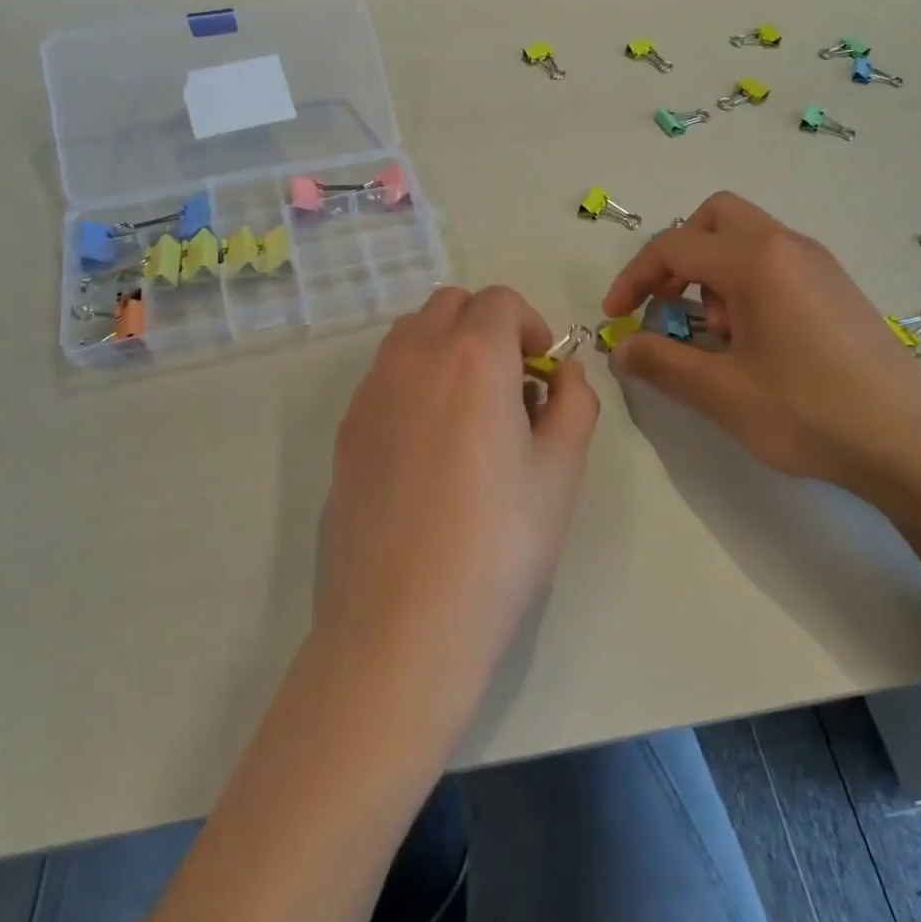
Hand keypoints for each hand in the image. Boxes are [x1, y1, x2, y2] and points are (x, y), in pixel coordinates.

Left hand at [318, 286, 599, 714]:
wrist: (404, 620)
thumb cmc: (499, 543)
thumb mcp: (561, 472)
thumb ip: (574, 404)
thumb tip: (565, 374)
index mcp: (472, 356)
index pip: (501, 301)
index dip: (531, 326)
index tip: (542, 372)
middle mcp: (413, 357)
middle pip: (450, 304)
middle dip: (487, 327)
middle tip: (509, 387)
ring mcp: (370, 391)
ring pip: (411, 334)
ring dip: (446, 348)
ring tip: (468, 413)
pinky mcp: (346, 428)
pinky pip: (384, 375)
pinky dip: (413, 381)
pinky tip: (428, 447)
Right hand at [601, 192, 920, 497]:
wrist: (914, 442)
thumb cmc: (810, 411)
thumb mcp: (722, 393)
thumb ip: (661, 363)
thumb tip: (621, 348)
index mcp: (756, 261)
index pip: (674, 247)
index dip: (633, 279)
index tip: (615, 317)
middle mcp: (788, 246)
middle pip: (715, 219)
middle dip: (679, 257)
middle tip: (670, 306)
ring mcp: (819, 264)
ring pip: (747, 239)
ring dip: (713, 273)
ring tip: (718, 335)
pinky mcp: (837, 288)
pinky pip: (775, 262)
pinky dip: (746, 284)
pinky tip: (756, 343)